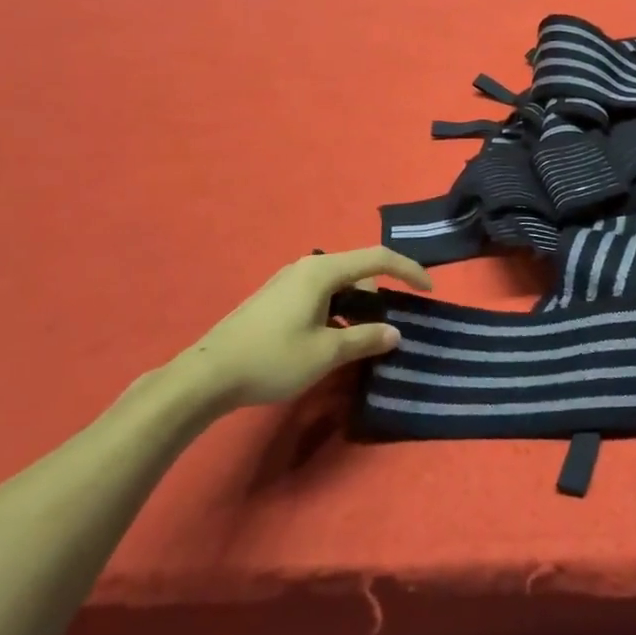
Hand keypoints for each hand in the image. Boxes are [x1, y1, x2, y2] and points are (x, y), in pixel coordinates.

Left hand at [178, 247, 431, 408]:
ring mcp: (288, 282)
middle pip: (359, 270)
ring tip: (364, 338)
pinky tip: (333, 340)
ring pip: (339, 285)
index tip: (429, 291)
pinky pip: (321, 295)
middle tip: (391, 327)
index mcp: (323, 271)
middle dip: (381, 295)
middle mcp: (307, 267)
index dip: (409, 270)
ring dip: (359, 306)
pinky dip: (339, 311)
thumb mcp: (326, 352)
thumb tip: (395, 332)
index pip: (379, 258)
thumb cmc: (272, 359)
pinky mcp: (276, 299)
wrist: (206, 376)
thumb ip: (366, 339)